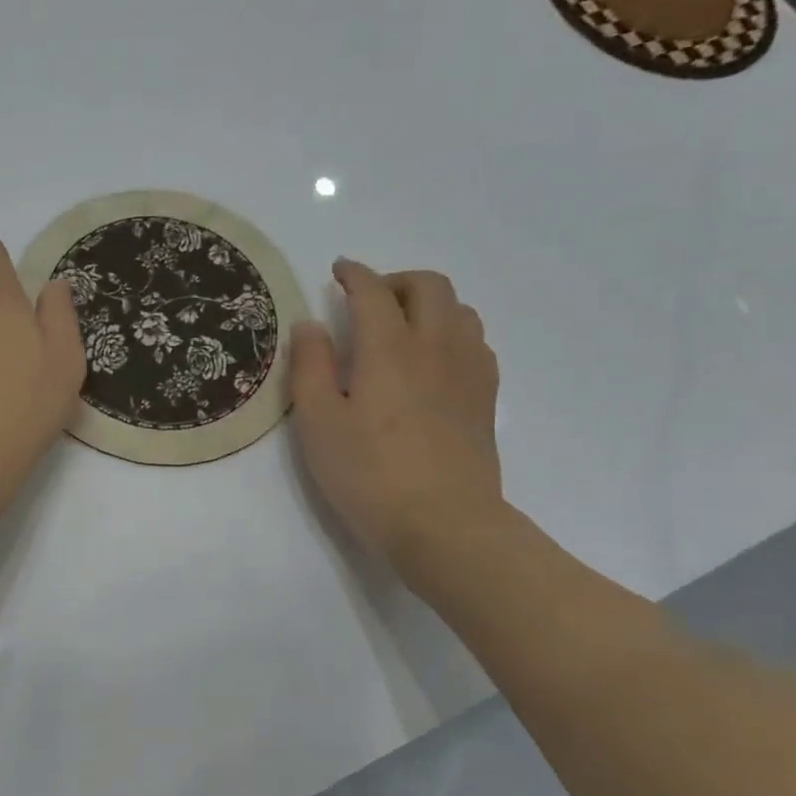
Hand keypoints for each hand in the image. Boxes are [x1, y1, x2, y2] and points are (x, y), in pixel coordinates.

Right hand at [290, 260, 502, 567]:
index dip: (354, 274)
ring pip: (459, 310)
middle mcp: (436, 346)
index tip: (338, 271)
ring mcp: (468, 371)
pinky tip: (432, 361)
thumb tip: (309, 325)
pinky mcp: (485, 398)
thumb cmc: (368, 474)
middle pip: (429, 286)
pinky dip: (451, 332)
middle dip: (395, 280)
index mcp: (389, 348)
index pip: (373, 291)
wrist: (444, 524)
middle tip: (367, 300)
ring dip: (427, 304)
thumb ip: (310, 366)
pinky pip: (475, 341)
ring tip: (399, 328)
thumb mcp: (318, 422)